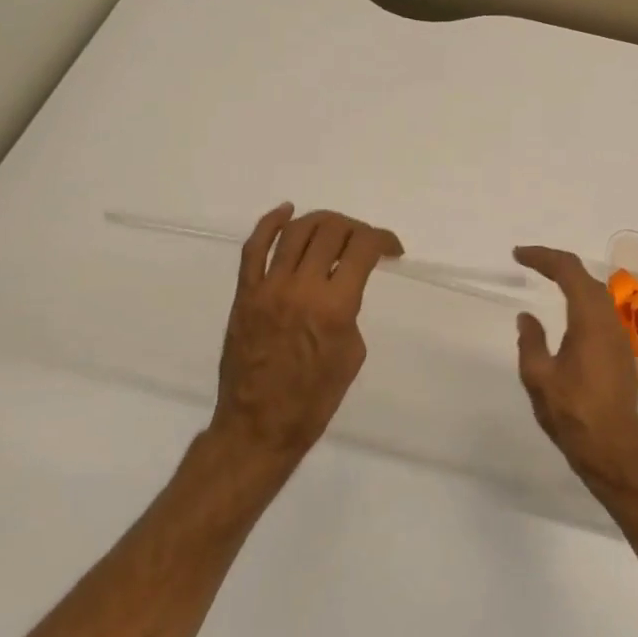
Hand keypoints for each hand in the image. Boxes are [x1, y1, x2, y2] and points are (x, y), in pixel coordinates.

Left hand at [208, 204, 403, 474]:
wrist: (259, 425)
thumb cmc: (315, 400)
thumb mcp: (352, 354)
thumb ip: (349, 310)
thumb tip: (340, 288)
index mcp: (335, 306)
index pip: (362, 249)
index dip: (383, 239)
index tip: (392, 249)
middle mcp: (301, 287)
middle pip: (331, 231)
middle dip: (355, 228)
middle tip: (364, 243)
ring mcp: (267, 287)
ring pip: (295, 231)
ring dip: (321, 221)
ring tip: (335, 228)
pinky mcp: (244, 293)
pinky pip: (254, 247)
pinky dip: (270, 223)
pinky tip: (286, 211)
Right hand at [513, 245, 637, 484]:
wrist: (611, 451)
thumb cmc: (572, 414)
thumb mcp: (538, 377)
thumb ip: (530, 341)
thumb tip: (527, 317)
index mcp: (589, 321)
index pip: (569, 271)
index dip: (543, 257)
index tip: (518, 255)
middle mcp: (609, 322)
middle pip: (585, 277)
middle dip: (557, 264)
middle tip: (528, 262)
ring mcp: (618, 338)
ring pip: (596, 294)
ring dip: (571, 281)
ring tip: (545, 279)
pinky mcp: (620, 353)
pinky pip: (600, 312)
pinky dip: (580, 300)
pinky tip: (566, 313)